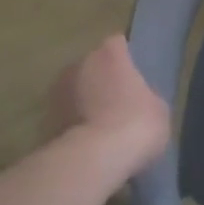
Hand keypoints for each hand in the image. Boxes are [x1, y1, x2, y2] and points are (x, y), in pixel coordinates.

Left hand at [47, 34, 171, 178]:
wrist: (94, 159)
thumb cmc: (136, 124)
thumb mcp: (158, 108)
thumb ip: (145, 96)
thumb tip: (138, 101)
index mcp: (110, 53)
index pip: (117, 44)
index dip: (125, 60)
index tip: (132, 77)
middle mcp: (80, 62)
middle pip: (92, 65)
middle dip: (101, 79)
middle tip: (116, 102)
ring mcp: (58, 90)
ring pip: (75, 89)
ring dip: (84, 101)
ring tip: (99, 125)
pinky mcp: (45, 119)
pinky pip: (65, 115)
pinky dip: (72, 124)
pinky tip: (86, 143)